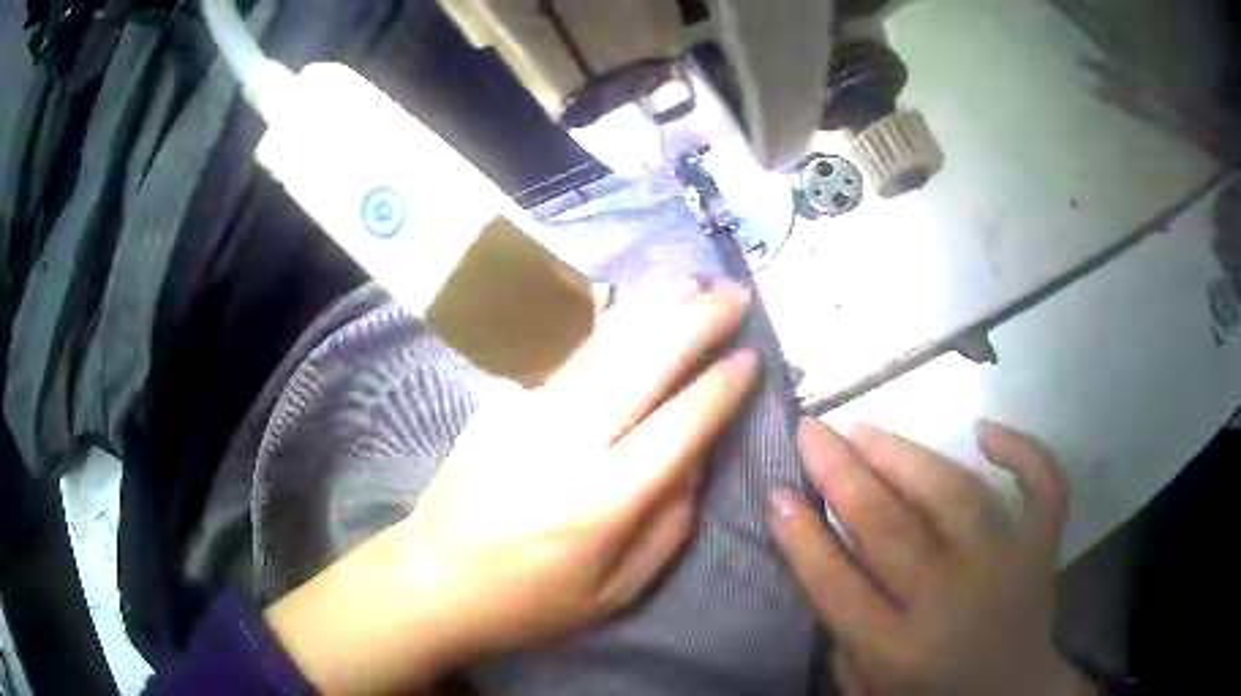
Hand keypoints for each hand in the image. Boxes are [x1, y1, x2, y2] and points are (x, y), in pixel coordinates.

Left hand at [266, 279, 759, 694]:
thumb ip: (670, 523)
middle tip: (734, 295)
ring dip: (650, 304)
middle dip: (696, 321)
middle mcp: (566, 445)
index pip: (680, 425)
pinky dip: (593, 318)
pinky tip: (620, 296)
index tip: (752, 357)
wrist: (434, 580)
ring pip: (599, 344)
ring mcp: (524, 414)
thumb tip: (698, 455)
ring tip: (690, 279)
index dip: (721, 386)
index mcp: (603, 503)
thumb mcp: (617, 590)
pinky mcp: (497, 403)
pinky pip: (555, 349)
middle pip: (642, 363)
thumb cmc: (531, 602)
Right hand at [769, 419, 1097, 695]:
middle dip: (841, 472)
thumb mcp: (867, 687)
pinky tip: (985, 429)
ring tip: (866, 430)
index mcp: (899, 649)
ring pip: (956, 494)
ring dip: (905, 454)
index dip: (801, 534)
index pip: (837, 583)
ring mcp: (1006, 566)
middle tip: (812, 431)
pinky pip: (1043, 488)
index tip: (776, 490)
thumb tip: (829, 556)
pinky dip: (1023, 451)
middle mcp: (952, 601)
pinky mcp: (1042, 549)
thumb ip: (846, 634)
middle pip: (890, 527)